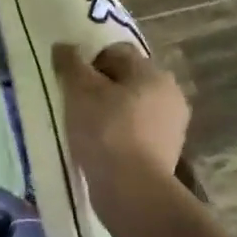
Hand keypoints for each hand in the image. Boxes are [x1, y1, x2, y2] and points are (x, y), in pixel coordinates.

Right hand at [53, 43, 189, 206]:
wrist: (132, 189)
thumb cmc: (105, 130)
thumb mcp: (79, 90)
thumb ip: (71, 63)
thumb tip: (64, 46)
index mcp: (153, 72)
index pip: (117, 52)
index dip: (90, 62)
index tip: (72, 82)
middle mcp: (170, 93)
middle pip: (127, 79)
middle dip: (102, 87)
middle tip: (77, 103)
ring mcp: (173, 125)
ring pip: (133, 106)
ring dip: (112, 111)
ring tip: (86, 128)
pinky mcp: (168, 152)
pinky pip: (138, 131)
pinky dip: (120, 134)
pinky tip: (102, 147)